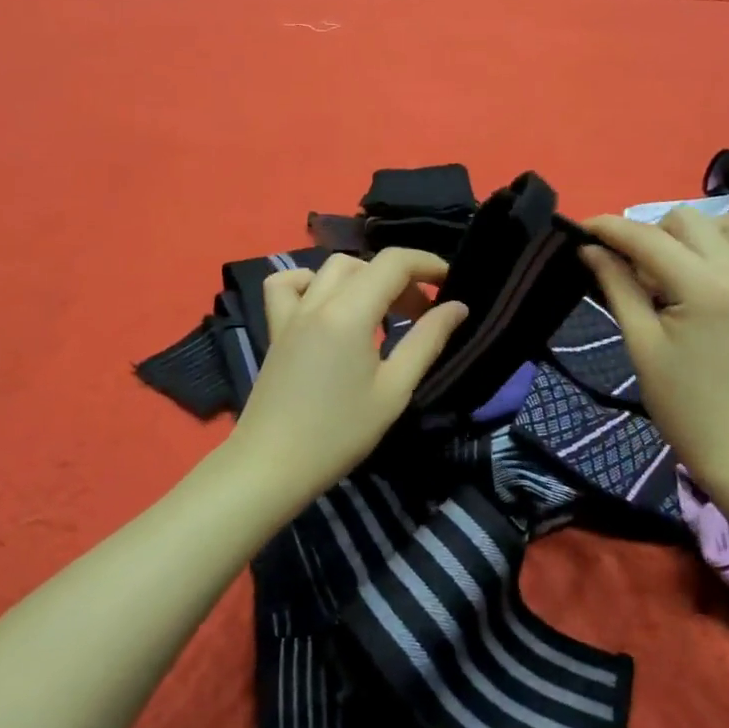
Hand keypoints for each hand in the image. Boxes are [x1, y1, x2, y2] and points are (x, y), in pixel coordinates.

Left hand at [228, 248, 468, 499]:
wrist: (271, 465)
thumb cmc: (339, 433)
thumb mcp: (394, 390)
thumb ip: (427, 341)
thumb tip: (457, 306)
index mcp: (349, 313)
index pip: (394, 262)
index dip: (427, 263)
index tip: (450, 283)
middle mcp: (318, 301)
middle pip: (366, 264)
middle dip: (401, 278)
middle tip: (422, 314)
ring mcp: (291, 314)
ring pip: (331, 269)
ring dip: (364, 277)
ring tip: (380, 310)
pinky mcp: (276, 330)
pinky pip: (287, 286)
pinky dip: (310, 282)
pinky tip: (325, 304)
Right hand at [579, 207, 728, 482]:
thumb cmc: (681, 403)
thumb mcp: (640, 343)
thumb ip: (617, 287)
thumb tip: (590, 249)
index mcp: (702, 286)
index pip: (647, 239)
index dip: (608, 228)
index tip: (579, 230)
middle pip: (688, 221)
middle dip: (652, 235)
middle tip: (633, 275)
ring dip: (707, 233)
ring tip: (683, 266)